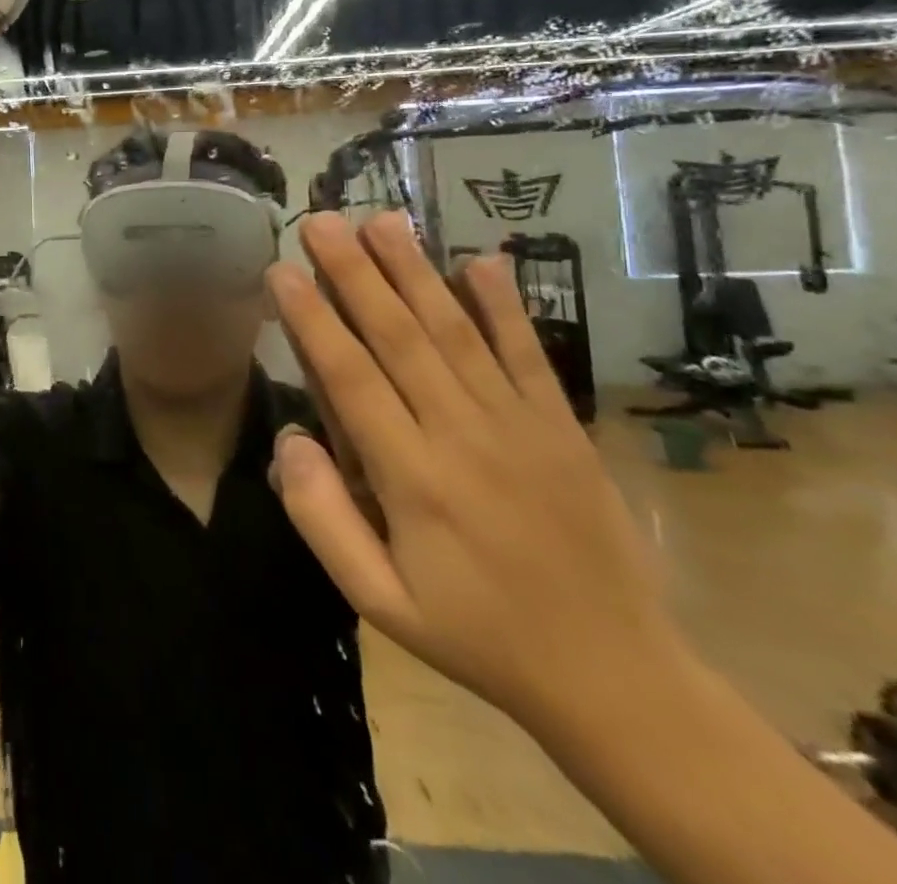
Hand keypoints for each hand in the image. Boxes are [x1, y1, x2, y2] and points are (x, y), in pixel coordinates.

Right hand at [265, 211, 679, 733]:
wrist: (616, 677)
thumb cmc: (477, 635)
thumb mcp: (379, 601)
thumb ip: (323, 519)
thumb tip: (290, 438)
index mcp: (415, 479)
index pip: (351, 379)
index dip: (312, 321)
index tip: (281, 271)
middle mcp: (464, 435)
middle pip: (400, 337)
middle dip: (355, 273)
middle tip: (321, 221)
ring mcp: (520, 425)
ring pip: (456, 331)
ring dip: (415, 271)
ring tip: (383, 219)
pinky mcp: (562, 427)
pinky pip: (529, 355)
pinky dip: (504, 306)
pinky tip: (480, 260)